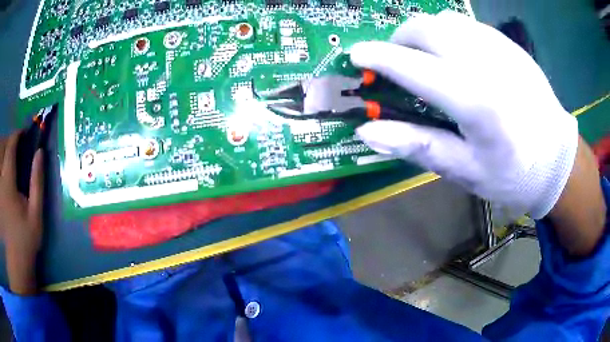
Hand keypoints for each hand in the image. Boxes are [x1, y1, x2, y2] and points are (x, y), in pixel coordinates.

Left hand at [0, 131, 43, 294]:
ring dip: (1, 150)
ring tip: (6, 155)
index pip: (11, 146)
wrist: (16, 262)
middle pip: (1, 146)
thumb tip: (40, 153)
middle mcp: (0, 180)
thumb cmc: (25, 240)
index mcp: (8, 181)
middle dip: (8, 140)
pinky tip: (1, 170)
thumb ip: (37, 182)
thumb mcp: (35, 215)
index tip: (24, 133)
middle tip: (14, 144)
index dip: (17, 135)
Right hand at [350, 11, 578, 219]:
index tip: (357, 55)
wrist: (558, 160)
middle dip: (400, 39)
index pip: (414, 67)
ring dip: (425, 33)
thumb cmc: (513, 173)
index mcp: (476, 101)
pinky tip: (457, 55)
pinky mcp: (510, 45)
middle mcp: (487, 63)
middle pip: (427, 28)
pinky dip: (449, 32)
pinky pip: (468, 24)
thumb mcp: (466, 171)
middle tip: (398, 61)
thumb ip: (418, 146)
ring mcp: (501, 48)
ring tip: (426, 57)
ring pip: (446, 20)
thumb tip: (369, 131)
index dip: (380, 58)